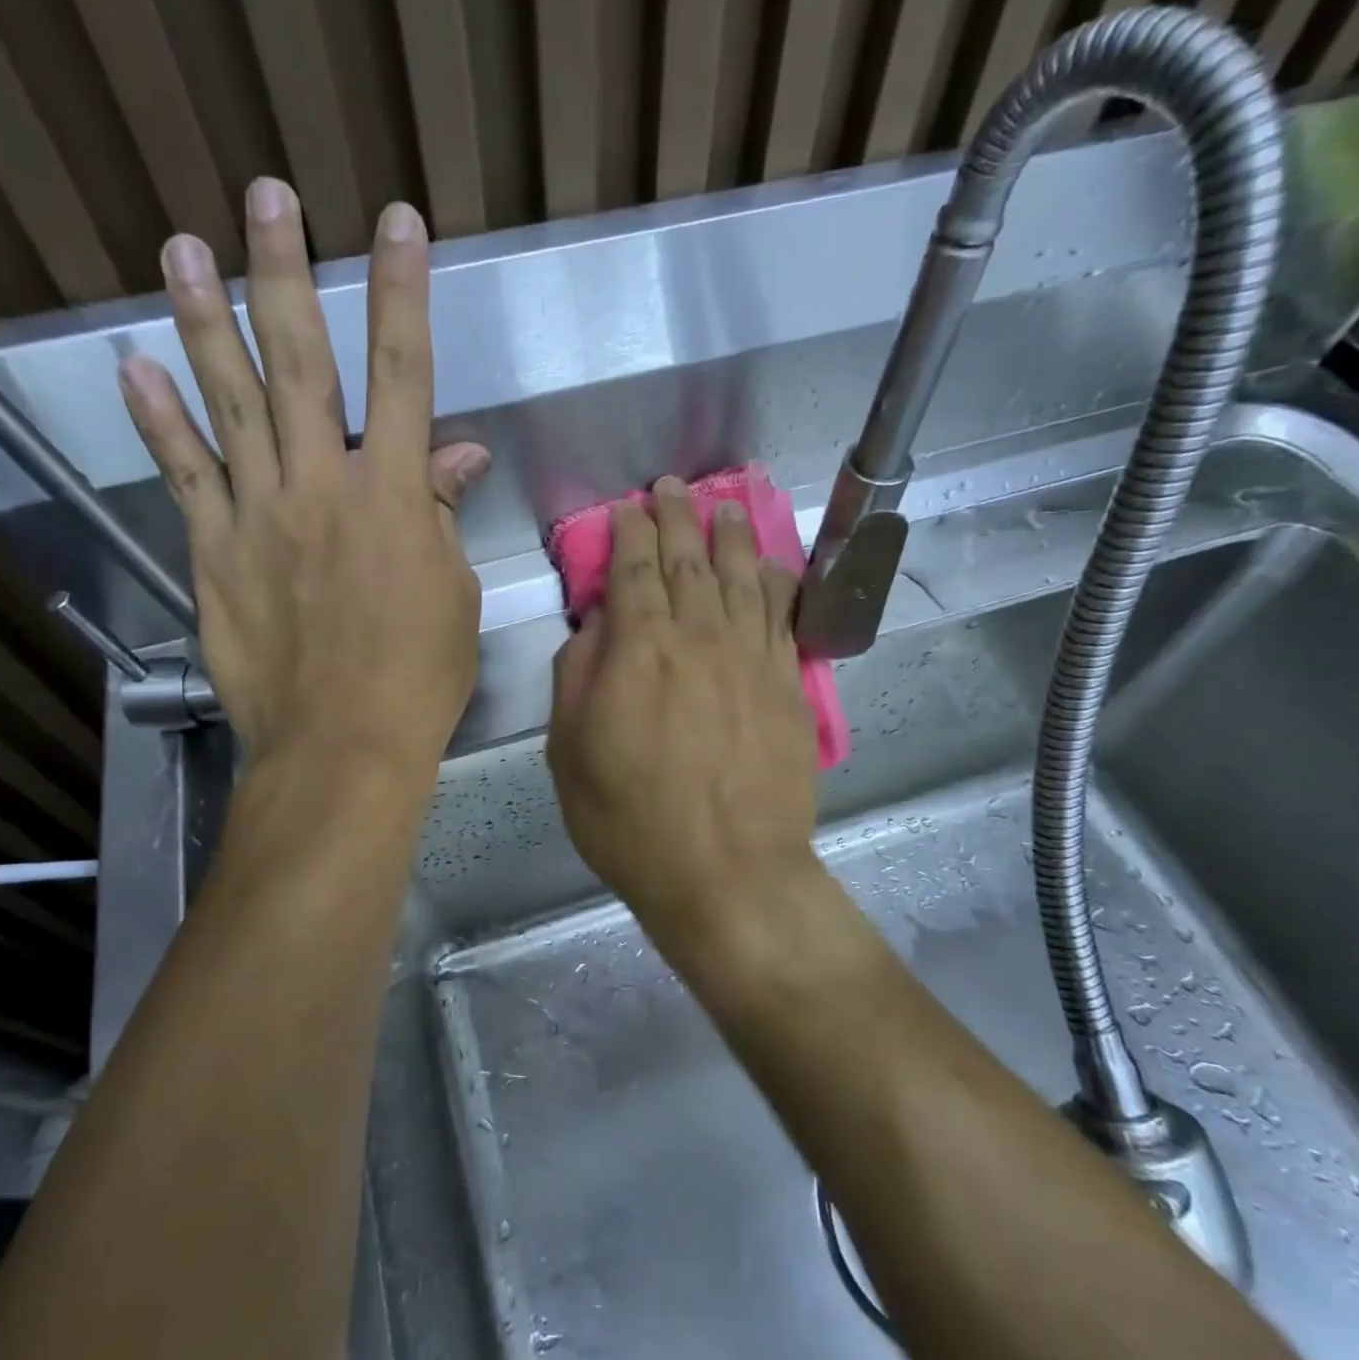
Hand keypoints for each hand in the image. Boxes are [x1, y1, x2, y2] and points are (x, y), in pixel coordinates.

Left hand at [118, 179, 489, 778]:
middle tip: (266, 198)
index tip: (396, 224)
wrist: (341, 744)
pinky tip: (135, 367)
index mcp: (392, 494)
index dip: (401, 293)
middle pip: (301, 361)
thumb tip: (457, 455)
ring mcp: (258, 514)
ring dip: (204, 320)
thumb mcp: (452, 592)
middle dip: (286, 273)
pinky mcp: (213, 552)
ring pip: (228, 402)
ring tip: (181, 249)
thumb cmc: (418, 675)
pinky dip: (158, 420)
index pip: (401, 372)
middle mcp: (320, 485)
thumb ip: (441, 514)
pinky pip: (184, 474)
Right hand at [546, 478, 819, 953]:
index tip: (627, 508)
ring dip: (729, 536)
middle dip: (676, 518)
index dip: (628, 533)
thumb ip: (577, 678)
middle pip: (687, 562)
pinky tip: (772, 565)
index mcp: (639, 651)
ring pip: (740, 578)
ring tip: (723, 506)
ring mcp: (751, 660)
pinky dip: (777, 583)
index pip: (632, 571)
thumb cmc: (631, 821)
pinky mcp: (789, 687)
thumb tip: (594, 626)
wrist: (726, 873)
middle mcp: (699, 639)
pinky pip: (784, 618)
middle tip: (672, 486)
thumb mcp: (569, 754)